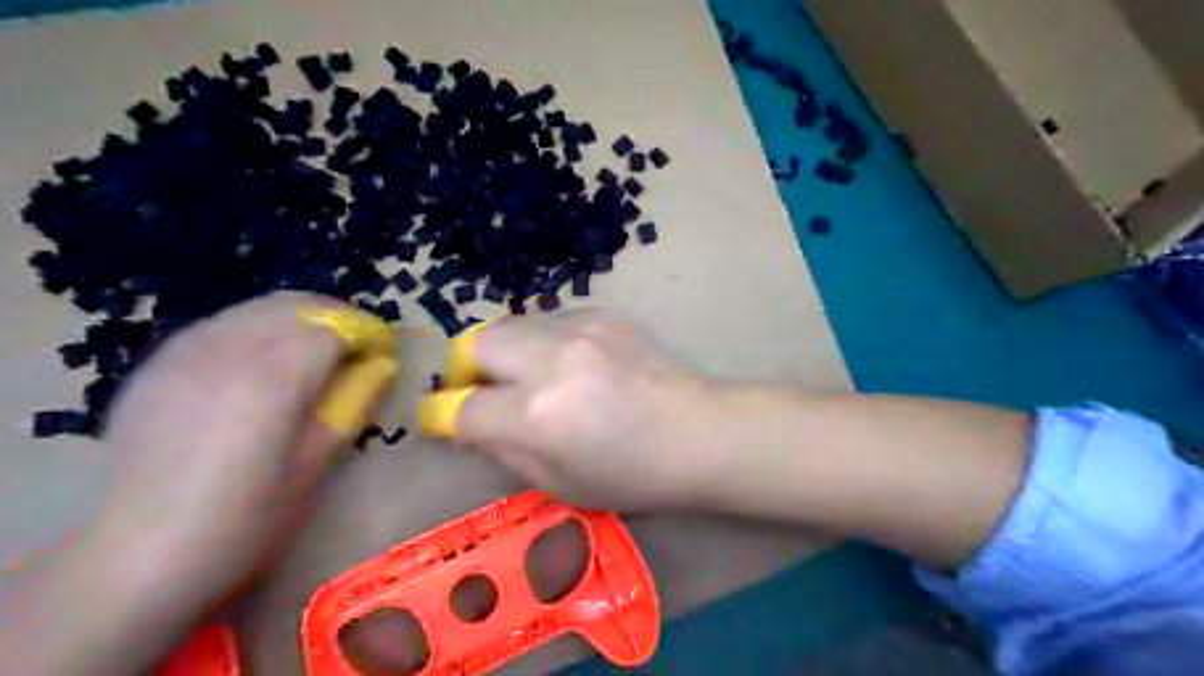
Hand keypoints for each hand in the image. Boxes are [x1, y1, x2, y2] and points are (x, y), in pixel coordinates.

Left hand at [95, 293, 395, 608]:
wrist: (141, 557)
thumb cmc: (248, 520)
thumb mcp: (317, 464)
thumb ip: (352, 403)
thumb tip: (382, 365)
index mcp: (275, 379)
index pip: (335, 329)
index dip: (367, 334)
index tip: (384, 352)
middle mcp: (229, 351)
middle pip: (295, 306)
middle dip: (335, 317)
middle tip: (356, 345)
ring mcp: (184, 354)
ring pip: (255, 310)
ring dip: (296, 320)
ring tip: (314, 350)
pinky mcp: (157, 367)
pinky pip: (219, 326)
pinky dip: (254, 330)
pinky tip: (261, 362)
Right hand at [424, 311, 722, 512]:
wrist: (698, 433)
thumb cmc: (632, 475)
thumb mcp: (558, 484)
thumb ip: (503, 450)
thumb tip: (471, 422)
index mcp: (536, 415)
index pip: (460, 408)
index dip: (441, 415)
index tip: (444, 417)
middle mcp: (549, 361)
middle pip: (474, 343)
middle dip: (467, 369)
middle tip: (487, 390)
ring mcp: (579, 329)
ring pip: (511, 324)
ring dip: (508, 352)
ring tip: (534, 376)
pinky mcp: (603, 313)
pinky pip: (551, 320)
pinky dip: (545, 342)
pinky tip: (574, 363)